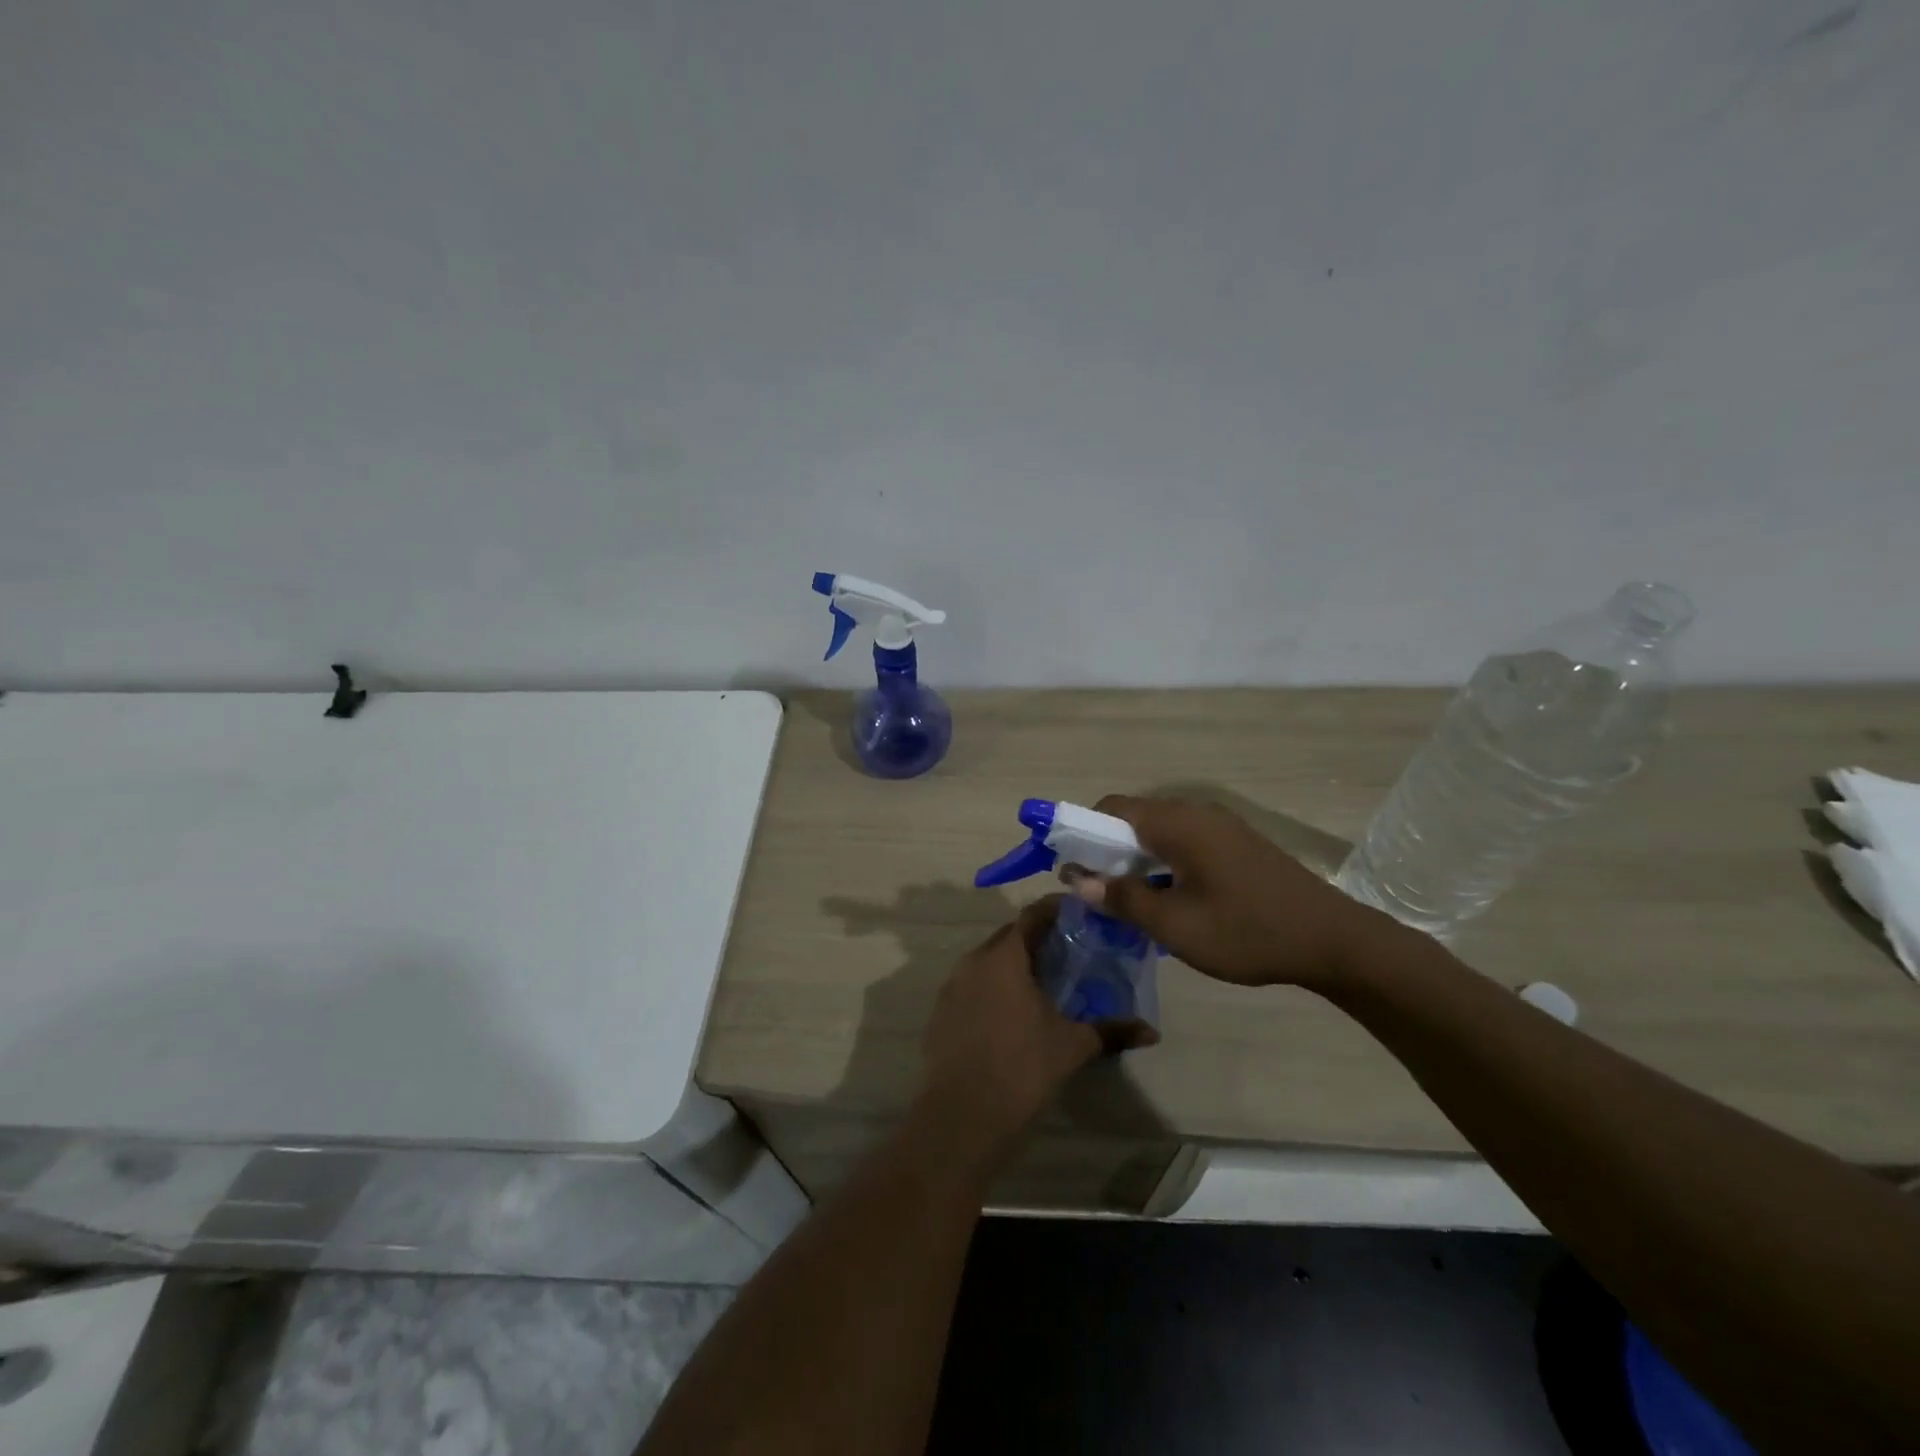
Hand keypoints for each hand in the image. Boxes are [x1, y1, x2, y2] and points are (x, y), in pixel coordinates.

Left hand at [917, 897, 1103, 1164]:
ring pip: (988, 961)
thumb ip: (1111, 1031)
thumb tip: (1151, 1031)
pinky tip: (1012, 1011)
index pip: (1032, 916)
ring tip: (1044, 980)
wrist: (962, 1115)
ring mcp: (952, 986)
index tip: (1079, 913)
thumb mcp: (1072, 1046)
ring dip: (1014, 963)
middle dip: (1037, 937)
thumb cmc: (1021, 1068)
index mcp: (1005, 957)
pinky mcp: (941, 1012)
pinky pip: (972, 985)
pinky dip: (994, 987)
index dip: (1056, 910)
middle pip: (1009, 936)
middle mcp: (974, 961)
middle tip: (1068, 949)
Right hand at [1068, 795, 1387, 990]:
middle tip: (1096, 892)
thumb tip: (1079, 881)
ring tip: (1129, 902)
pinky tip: (1168, 900)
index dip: (1081, 832)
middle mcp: (1196, 813)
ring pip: (1158, 832)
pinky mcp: (1236, 844)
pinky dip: (1161, 863)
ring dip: (1134, 860)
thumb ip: (1123, 899)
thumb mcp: (1176, 926)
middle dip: (1105, 850)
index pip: (1111, 807)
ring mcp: (1220, 827)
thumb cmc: (1248, 932)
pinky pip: (1183, 843)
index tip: (1069, 868)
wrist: (1333, 941)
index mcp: (1177, 823)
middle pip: (1133, 818)